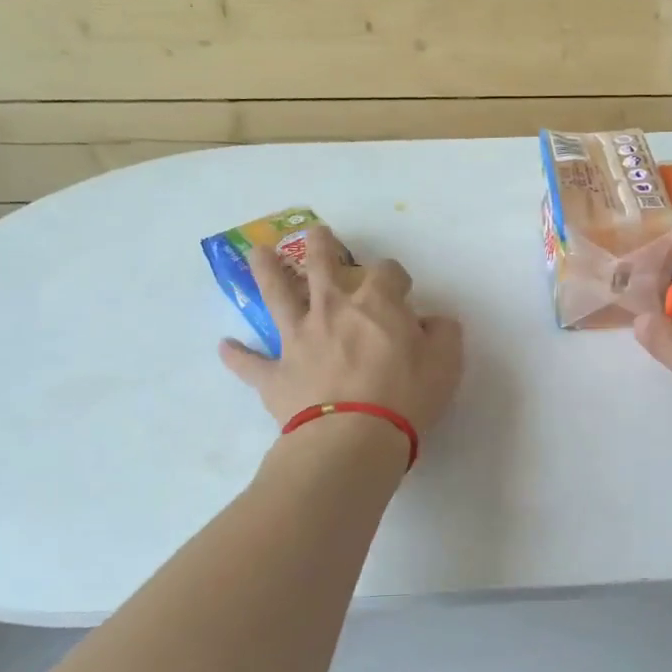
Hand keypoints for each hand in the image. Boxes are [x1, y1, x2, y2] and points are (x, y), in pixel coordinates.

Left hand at [219, 226, 463, 435]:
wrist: (352, 438)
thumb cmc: (406, 396)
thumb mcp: (446, 362)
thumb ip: (443, 333)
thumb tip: (431, 322)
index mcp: (376, 304)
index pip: (387, 273)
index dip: (395, 277)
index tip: (402, 289)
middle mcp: (332, 310)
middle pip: (322, 265)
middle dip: (321, 246)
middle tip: (316, 233)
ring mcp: (299, 339)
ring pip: (277, 296)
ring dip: (266, 272)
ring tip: (257, 254)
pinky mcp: (276, 374)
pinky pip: (250, 363)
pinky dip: (237, 355)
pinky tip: (225, 346)